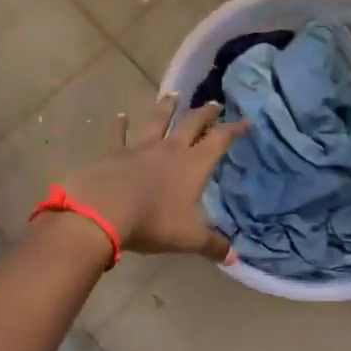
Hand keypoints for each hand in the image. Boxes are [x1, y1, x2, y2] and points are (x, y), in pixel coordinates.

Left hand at [59, 93, 248, 260]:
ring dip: (167, 107)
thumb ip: (212, 245)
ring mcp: (141, 148)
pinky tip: (120, 115)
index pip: (219, 140)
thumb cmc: (154, 221)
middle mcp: (170, 149)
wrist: (104, 210)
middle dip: (206, 113)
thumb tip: (233, 256)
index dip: (234, 130)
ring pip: (158, 120)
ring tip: (174, 94)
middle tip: (214, 104)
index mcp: (194, 165)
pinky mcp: (114, 153)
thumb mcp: (189, 238)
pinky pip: (118, 135)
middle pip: (192, 124)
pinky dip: (120, 124)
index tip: (246, 121)